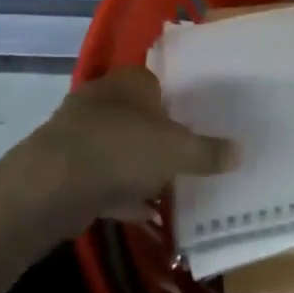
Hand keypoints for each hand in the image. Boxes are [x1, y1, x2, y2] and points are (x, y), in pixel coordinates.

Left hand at [21, 66, 233, 223]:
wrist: (54, 184)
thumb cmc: (123, 150)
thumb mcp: (179, 151)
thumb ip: (209, 152)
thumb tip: (239, 152)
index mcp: (129, 82)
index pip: (158, 80)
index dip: (178, 99)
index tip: (197, 121)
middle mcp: (101, 99)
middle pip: (138, 115)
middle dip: (159, 136)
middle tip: (187, 154)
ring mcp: (78, 132)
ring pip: (118, 147)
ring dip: (138, 167)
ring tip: (169, 186)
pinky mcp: (63, 166)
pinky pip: (102, 178)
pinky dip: (121, 193)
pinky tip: (144, 212)